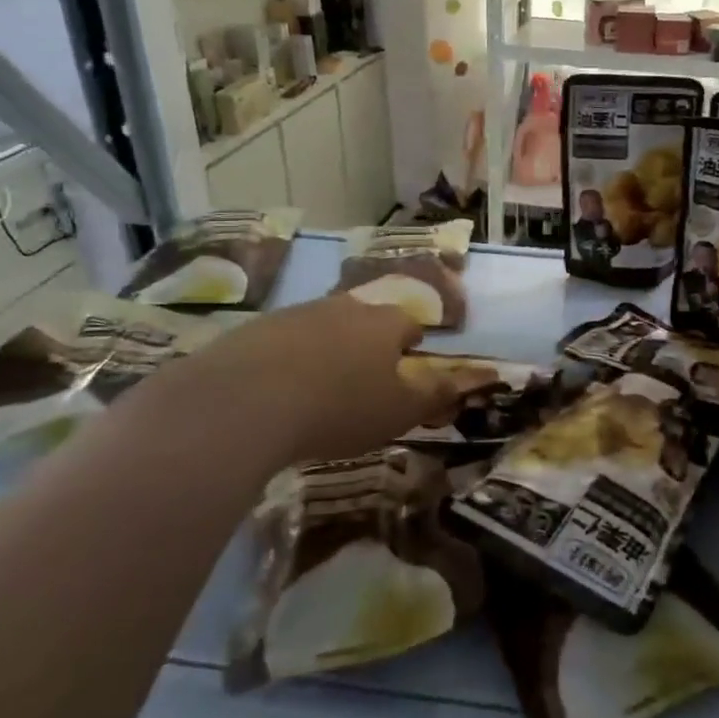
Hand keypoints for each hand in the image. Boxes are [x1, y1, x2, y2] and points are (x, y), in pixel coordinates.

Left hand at [130, 295, 455, 471]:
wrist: (244, 401)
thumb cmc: (340, 407)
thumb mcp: (400, 411)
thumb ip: (436, 394)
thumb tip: (474, 378)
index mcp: (383, 323)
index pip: (409, 323)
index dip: (411, 345)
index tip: (407, 365)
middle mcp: (343, 307)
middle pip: (365, 319)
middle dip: (368, 343)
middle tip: (363, 377)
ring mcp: (295, 314)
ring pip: (322, 327)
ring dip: (327, 349)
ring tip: (319, 387)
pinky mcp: (253, 330)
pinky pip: (281, 342)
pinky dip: (286, 360)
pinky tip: (276, 391)